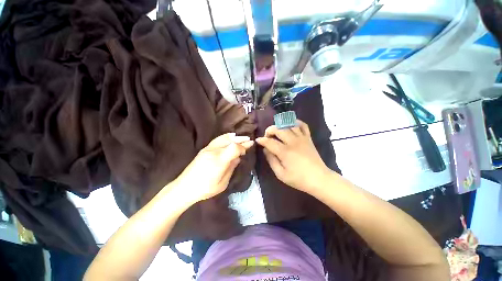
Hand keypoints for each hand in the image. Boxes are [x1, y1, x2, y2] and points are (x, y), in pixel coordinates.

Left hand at [174, 133, 253, 203]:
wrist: (185, 187)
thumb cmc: (205, 189)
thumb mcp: (222, 183)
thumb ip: (231, 168)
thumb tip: (237, 158)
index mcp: (219, 161)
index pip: (234, 148)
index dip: (243, 147)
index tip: (249, 148)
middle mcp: (214, 151)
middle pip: (230, 141)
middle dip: (241, 140)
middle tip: (249, 140)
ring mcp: (208, 149)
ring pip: (224, 138)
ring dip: (234, 137)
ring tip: (242, 137)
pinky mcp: (204, 149)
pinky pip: (217, 139)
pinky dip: (226, 137)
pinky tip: (230, 136)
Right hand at [256, 120, 330, 193]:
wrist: (319, 179)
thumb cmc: (298, 179)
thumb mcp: (280, 174)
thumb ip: (271, 160)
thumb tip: (265, 150)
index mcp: (285, 152)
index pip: (269, 142)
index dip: (262, 140)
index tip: (258, 141)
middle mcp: (293, 142)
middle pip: (278, 129)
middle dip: (269, 130)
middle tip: (267, 136)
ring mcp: (302, 138)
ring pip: (289, 125)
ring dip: (280, 126)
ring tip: (277, 132)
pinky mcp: (308, 138)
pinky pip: (303, 125)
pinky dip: (296, 122)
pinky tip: (291, 125)